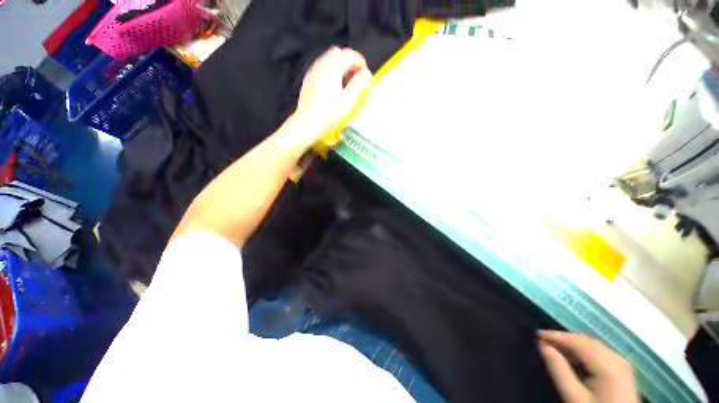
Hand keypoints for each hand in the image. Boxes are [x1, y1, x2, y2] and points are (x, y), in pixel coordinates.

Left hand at [294, 46, 371, 141]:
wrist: (307, 124)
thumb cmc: (329, 114)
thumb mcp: (348, 100)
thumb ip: (359, 84)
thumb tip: (366, 73)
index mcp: (331, 68)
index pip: (348, 54)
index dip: (360, 61)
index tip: (366, 73)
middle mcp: (320, 66)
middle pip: (337, 54)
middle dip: (350, 62)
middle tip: (357, 77)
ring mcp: (312, 73)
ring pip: (329, 61)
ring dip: (340, 67)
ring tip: (347, 83)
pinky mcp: (308, 82)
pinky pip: (322, 69)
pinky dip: (331, 73)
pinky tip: (335, 87)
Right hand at [538, 330, 638, 402]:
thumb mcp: (575, 398)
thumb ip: (560, 372)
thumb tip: (543, 347)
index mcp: (609, 365)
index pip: (579, 342)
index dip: (556, 336)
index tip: (536, 335)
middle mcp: (618, 359)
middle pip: (587, 342)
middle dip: (564, 339)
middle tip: (543, 342)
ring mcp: (623, 364)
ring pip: (593, 346)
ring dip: (573, 345)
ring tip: (555, 349)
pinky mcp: (623, 370)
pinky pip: (600, 353)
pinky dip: (584, 352)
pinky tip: (573, 359)